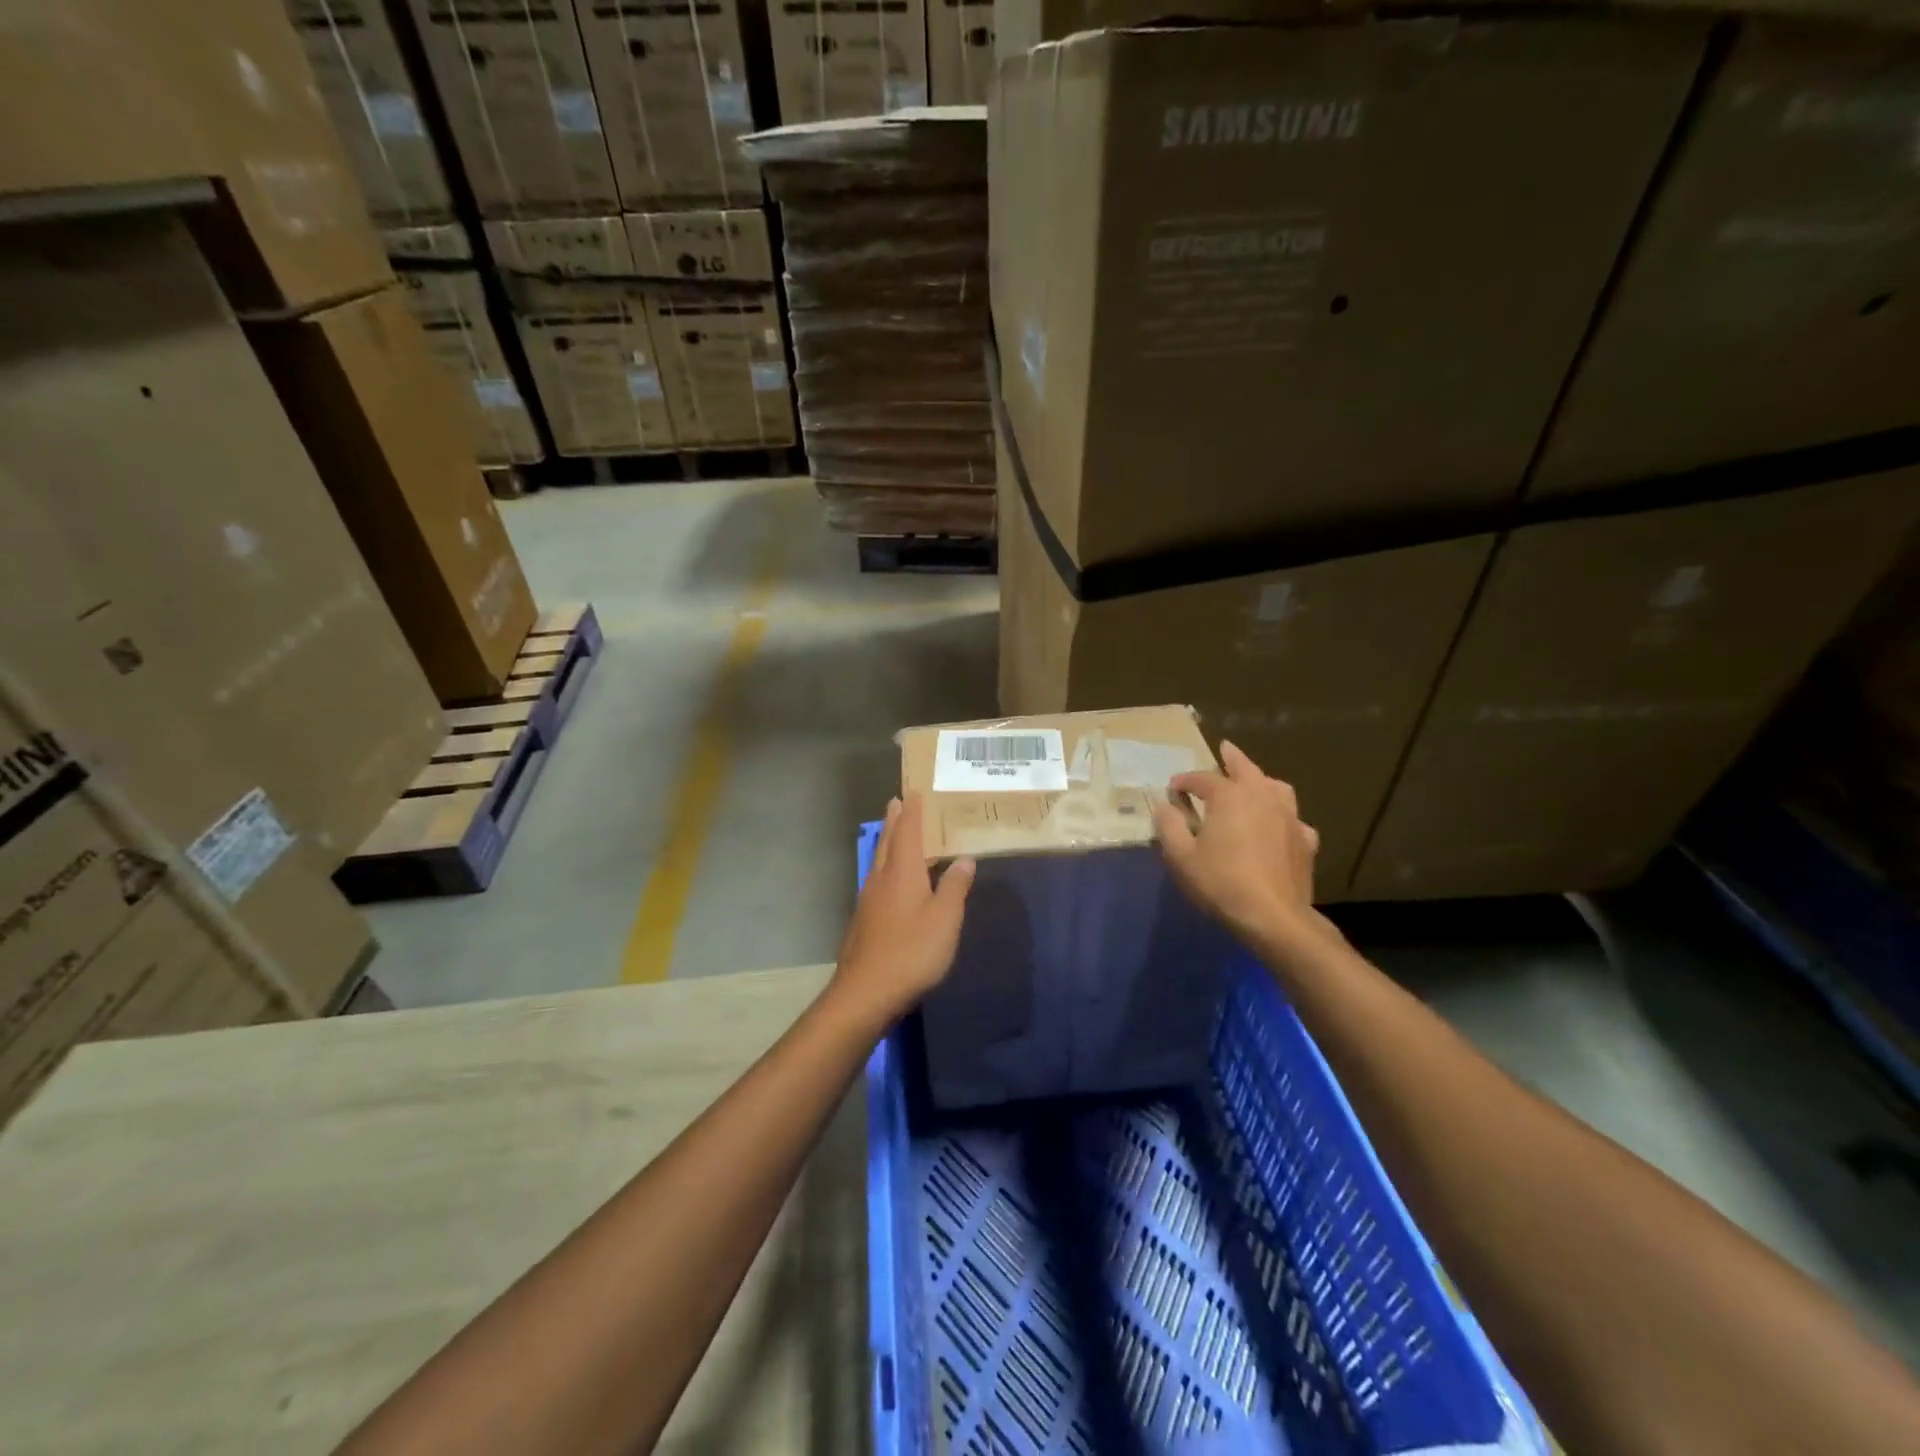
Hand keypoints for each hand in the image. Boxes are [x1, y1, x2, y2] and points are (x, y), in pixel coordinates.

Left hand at [833, 795, 975, 1024]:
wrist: (866, 992)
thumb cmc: (912, 952)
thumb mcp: (945, 919)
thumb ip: (955, 886)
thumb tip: (964, 857)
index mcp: (902, 872)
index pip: (907, 833)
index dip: (911, 813)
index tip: (912, 792)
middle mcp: (881, 879)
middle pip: (887, 842)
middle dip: (893, 821)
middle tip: (895, 802)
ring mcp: (868, 900)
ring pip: (878, 860)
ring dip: (886, 842)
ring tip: (892, 832)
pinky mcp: (864, 920)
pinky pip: (876, 879)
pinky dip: (884, 866)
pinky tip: (888, 879)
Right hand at [1154, 741, 1323, 945]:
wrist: (1273, 917)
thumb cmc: (1220, 882)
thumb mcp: (1181, 856)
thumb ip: (1169, 826)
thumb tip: (1164, 806)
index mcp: (1230, 796)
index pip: (1202, 779)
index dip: (1184, 782)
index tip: (1172, 789)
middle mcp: (1262, 797)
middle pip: (1246, 769)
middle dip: (1232, 758)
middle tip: (1225, 749)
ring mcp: (1289, 817)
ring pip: (1277, 788)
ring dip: (1262, 781)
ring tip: (1255, 782)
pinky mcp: (1305, 841)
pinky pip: (1294, 819)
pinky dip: (1282, 816)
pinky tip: (1279, 826)